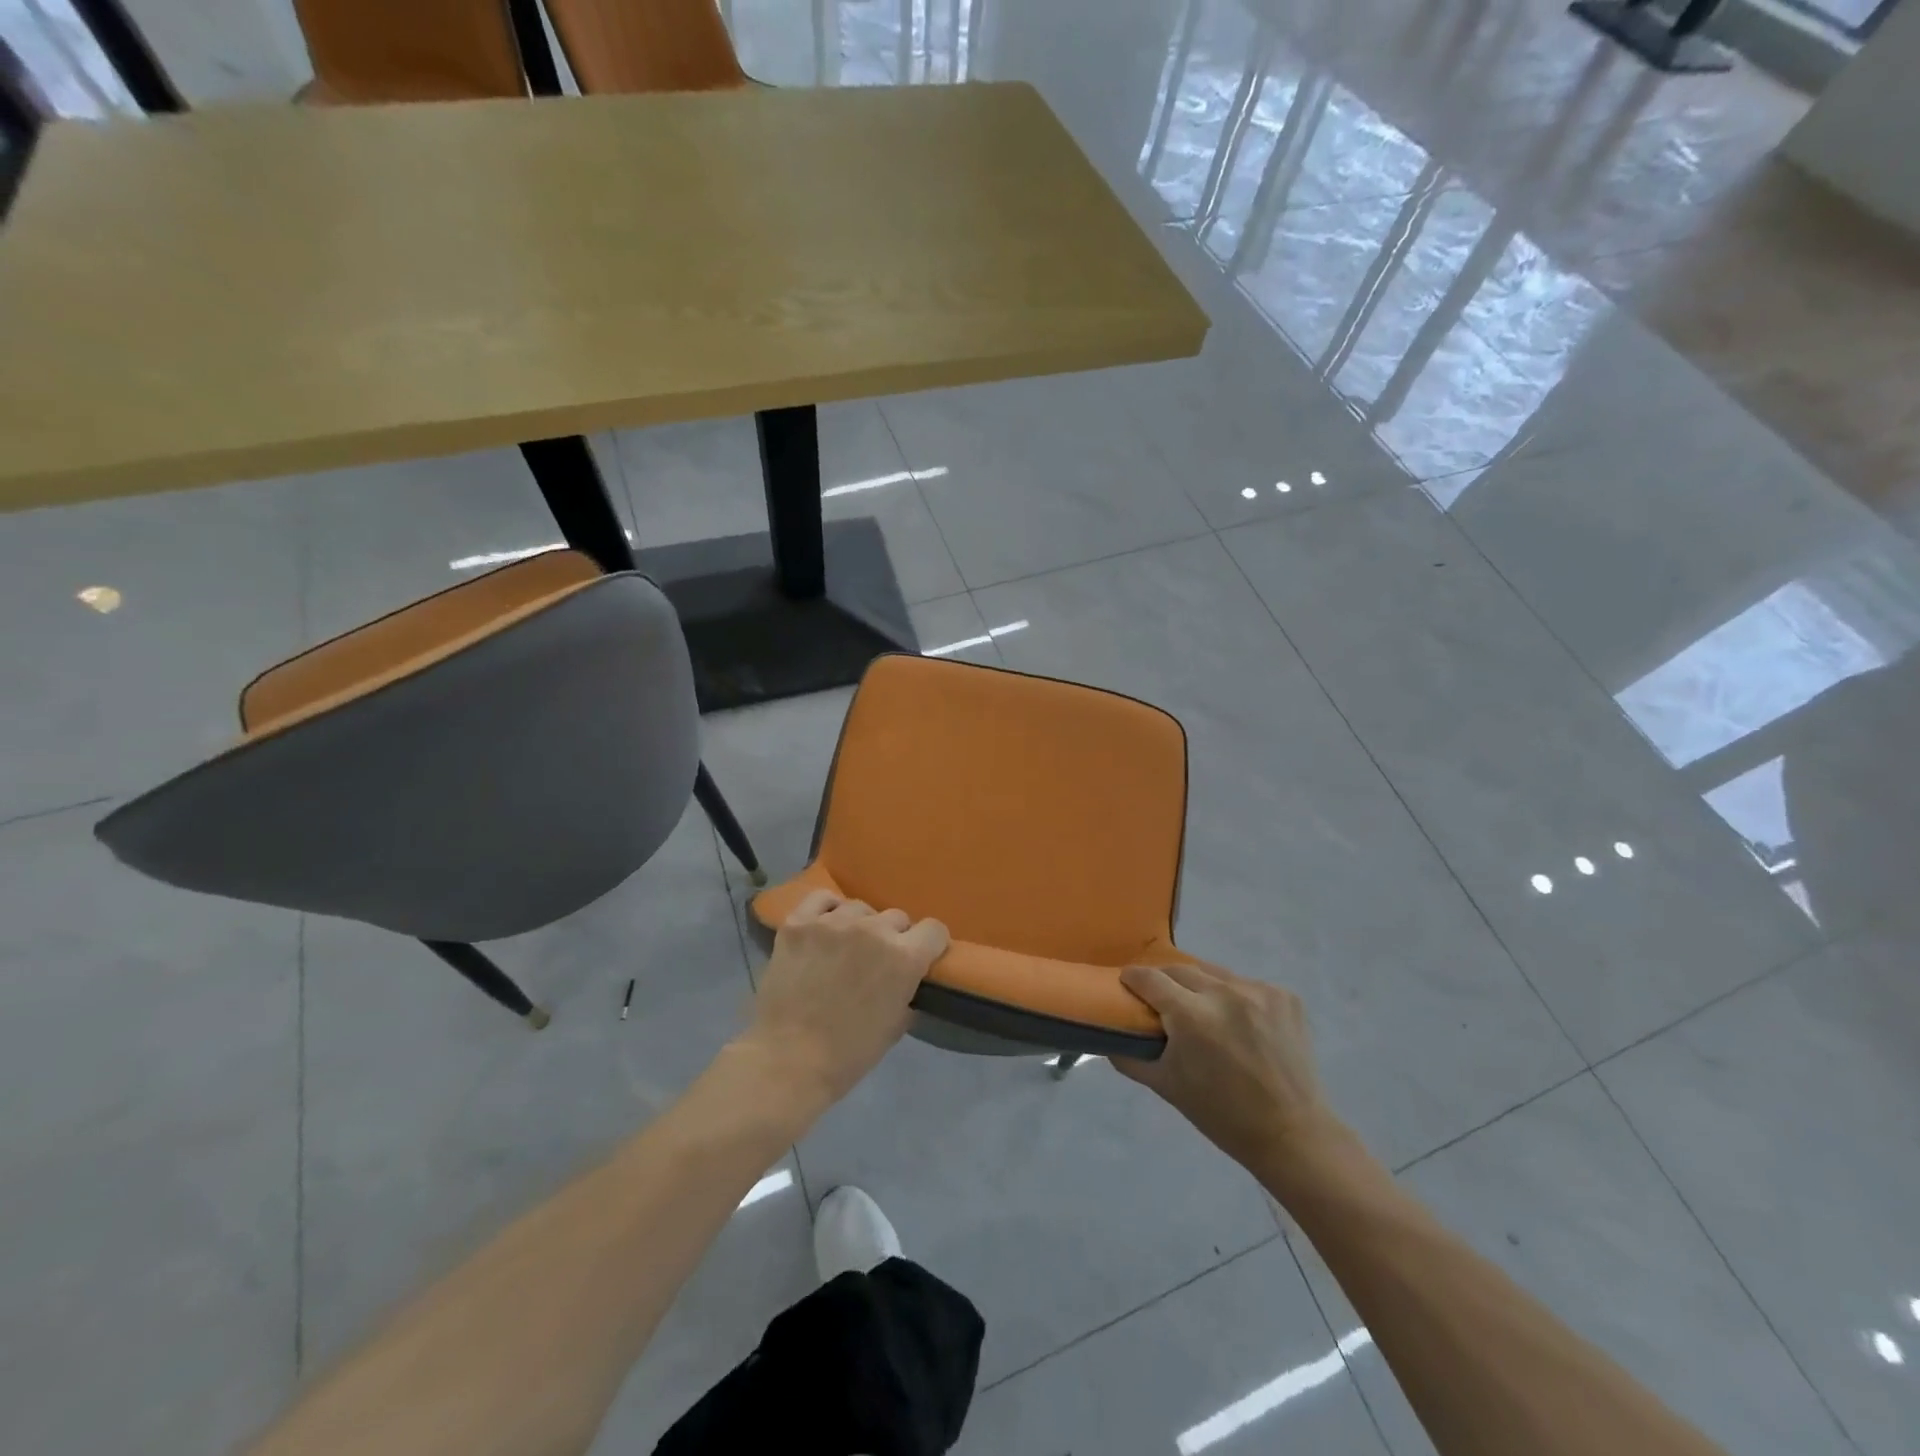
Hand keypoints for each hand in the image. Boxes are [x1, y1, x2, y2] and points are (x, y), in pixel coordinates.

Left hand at [738, 889, 949, 1108]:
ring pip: (859, 908)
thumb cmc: (849, 1053)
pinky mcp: (799, 923)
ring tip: (845, 947)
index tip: (922, 956)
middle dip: (893, 937)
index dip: (930, 944)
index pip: (934, 930)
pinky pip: (821, 899)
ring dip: (859, 926)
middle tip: (876, 961)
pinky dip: (826, 910)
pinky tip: (823, 927)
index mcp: (904, 957)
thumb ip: (907, 992)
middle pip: (896, 917)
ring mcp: (833, 922)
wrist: (788, 1060)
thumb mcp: (896, 1026)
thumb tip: (908, 979)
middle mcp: (873, 930)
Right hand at [1112, 960, 1340, 1171]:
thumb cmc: (1223, 1114)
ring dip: (1201, 987)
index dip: (1133, 978)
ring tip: (1201, 1009)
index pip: (1149, 978)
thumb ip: (1130, 1058)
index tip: (1127, 984)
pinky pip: (1246, 985)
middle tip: (1161, 1000)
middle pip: (1180, 970)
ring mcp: (1259, 991)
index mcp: (1192, 1015)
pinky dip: (1235, 997)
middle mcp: (1224, 993)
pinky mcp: (1285, 996)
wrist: (1293, 1134)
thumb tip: (1108, 1038)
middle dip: (1165, 981)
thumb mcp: (1167, 1087)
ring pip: (1215, 974)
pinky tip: (1239, 1021)